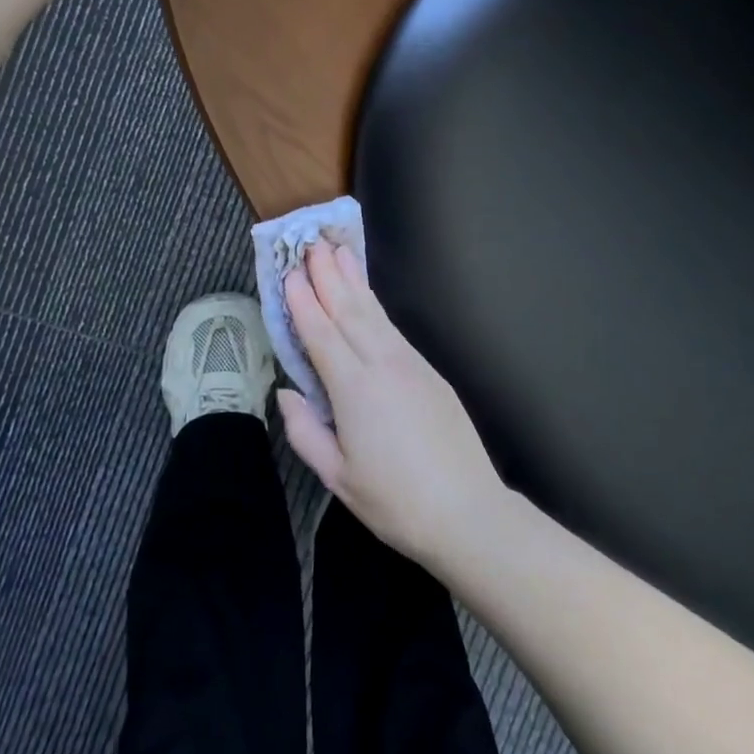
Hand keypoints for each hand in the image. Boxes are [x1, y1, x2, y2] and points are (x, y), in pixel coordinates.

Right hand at [278, 242, 509, 567]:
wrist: (467, 511)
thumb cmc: (395, 501)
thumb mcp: (338, 478)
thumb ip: (305, 432)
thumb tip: (286, 393)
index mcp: (354, 390)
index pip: (321, 333)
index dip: (303, 301)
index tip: (289, 271)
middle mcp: (382, 365)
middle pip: (348, 310)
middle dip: (327, 275)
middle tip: (311, 243)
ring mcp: (410, 364)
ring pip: (374, 313)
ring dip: (353, 280)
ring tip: (338, 251)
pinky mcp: (429, 370)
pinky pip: (393, 328)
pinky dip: (375, 305)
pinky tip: (367, 296)